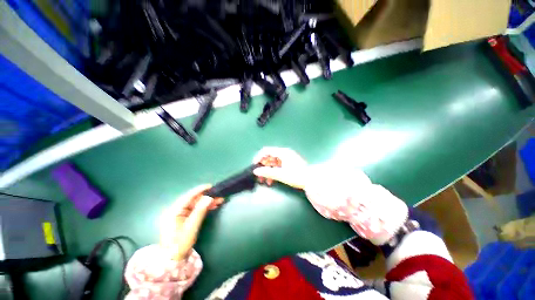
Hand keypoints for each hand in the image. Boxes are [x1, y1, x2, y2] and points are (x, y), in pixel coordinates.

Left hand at [159, 185, 223, 260]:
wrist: (173, 259)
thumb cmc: (180, 243)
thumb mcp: (191, 227)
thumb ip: (200, 211)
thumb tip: (209, 197)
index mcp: (173, 211)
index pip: (188, 197)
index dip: (199, 190)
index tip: (210, 186)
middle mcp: (176, 211)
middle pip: (193, 200)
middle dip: (206, 197)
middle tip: (218, 195)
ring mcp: (179, 215)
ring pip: (195, 205)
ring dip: (207, 202)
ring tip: (219, 201)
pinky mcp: (184, 219)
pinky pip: (195, 210)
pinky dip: (204, 208)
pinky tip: (213, 206)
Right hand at [252, 147, 308, 188]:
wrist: (311, 181)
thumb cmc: (296, 176)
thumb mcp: (281, 174)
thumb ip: (267, 172)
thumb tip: (255, 171)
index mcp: (282, 152)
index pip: (266, 151)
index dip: (258, 157)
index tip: (254, 166)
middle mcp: (284, 153)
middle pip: (269, 157)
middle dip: (263, 166)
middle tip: (259, 176)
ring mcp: (286, 158)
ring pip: (272, 163)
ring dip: (267, 171)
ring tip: (264, 181)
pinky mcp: (289, 164)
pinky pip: (277, 166)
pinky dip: (273, 172)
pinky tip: (271, 181)